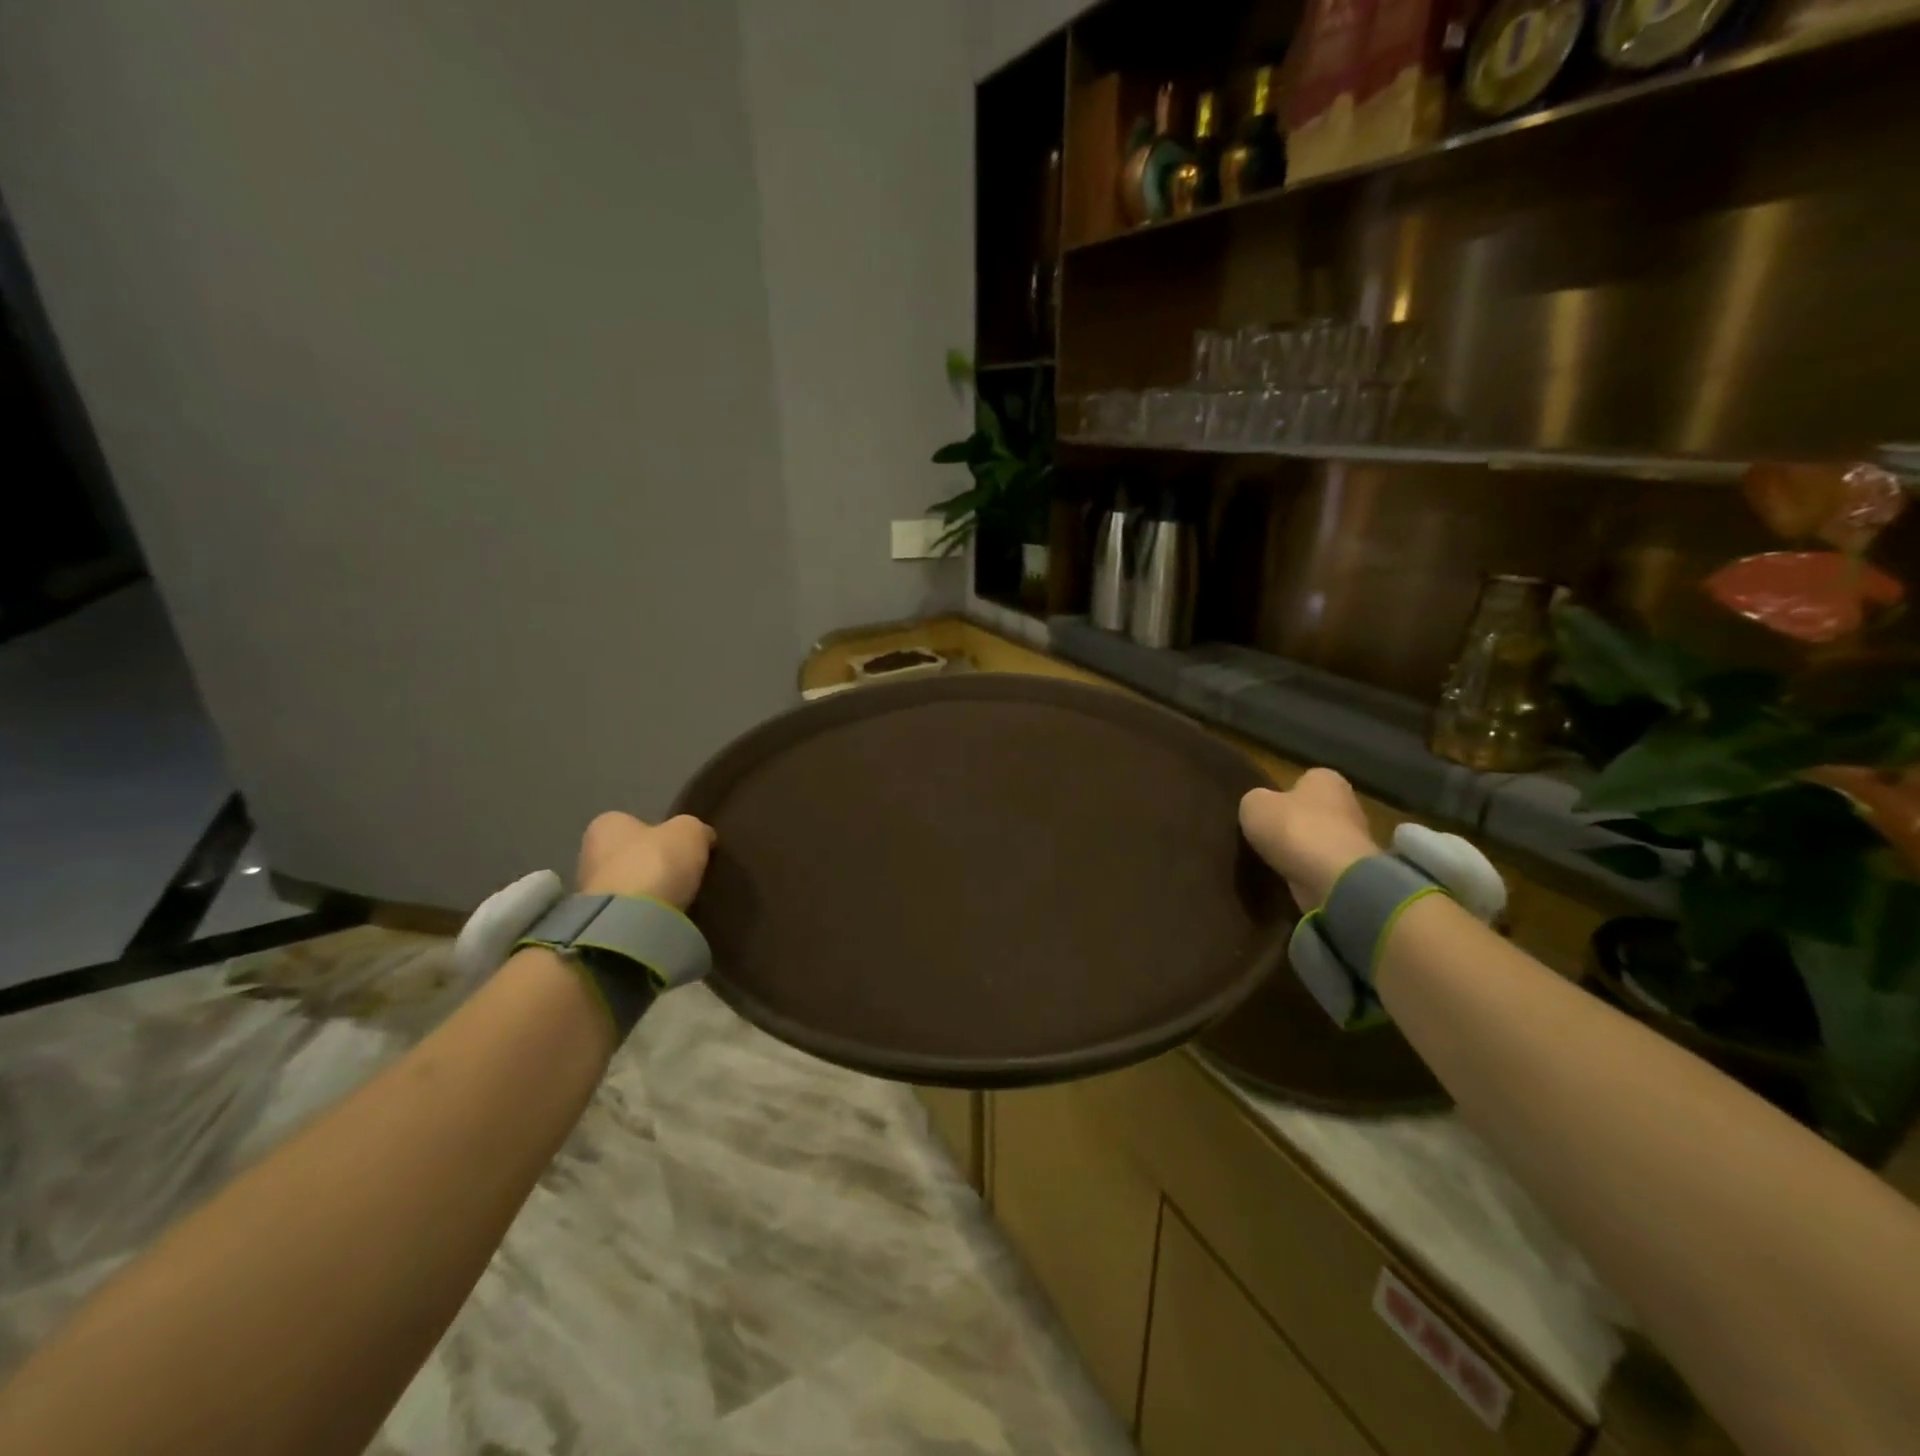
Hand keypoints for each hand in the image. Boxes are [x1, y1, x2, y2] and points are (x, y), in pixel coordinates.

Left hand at [575, 812, 715, 910]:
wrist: (630, 922)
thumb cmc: (655, 862)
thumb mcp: (690, 832)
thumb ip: (694, 829)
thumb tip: (702, 836)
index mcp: (605, 824)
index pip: (633, 822)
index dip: (660, 833)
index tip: (681, 846)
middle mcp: (589, 853)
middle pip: (628, 854)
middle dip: (652, 863)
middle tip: (682, 872)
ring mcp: (588, 892)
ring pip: (627, 884)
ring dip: (648, 891)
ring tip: (679, 898)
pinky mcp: (598, 923)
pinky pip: (628, 911)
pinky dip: (645, 913)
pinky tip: (665, 916)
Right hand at [1239, 768, 1378, 908]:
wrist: (1333, 879)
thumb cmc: (1294, 828)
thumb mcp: (1254, 805)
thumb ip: (1255, 801)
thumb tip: (1259, 806)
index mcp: (1326, 779)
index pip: (1304, 779)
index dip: (1282, 793)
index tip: (1265, 809)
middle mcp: (1348, 804)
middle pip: (1313, 811)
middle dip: (1294, 822)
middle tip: (1266, 835)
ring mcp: (1355, 840)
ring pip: (1319, 840)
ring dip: (1301, 850)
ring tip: (1273, 860)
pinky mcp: (1353, 872)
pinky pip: (1322, 867)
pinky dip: (1308, 872)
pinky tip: (1289, 878)